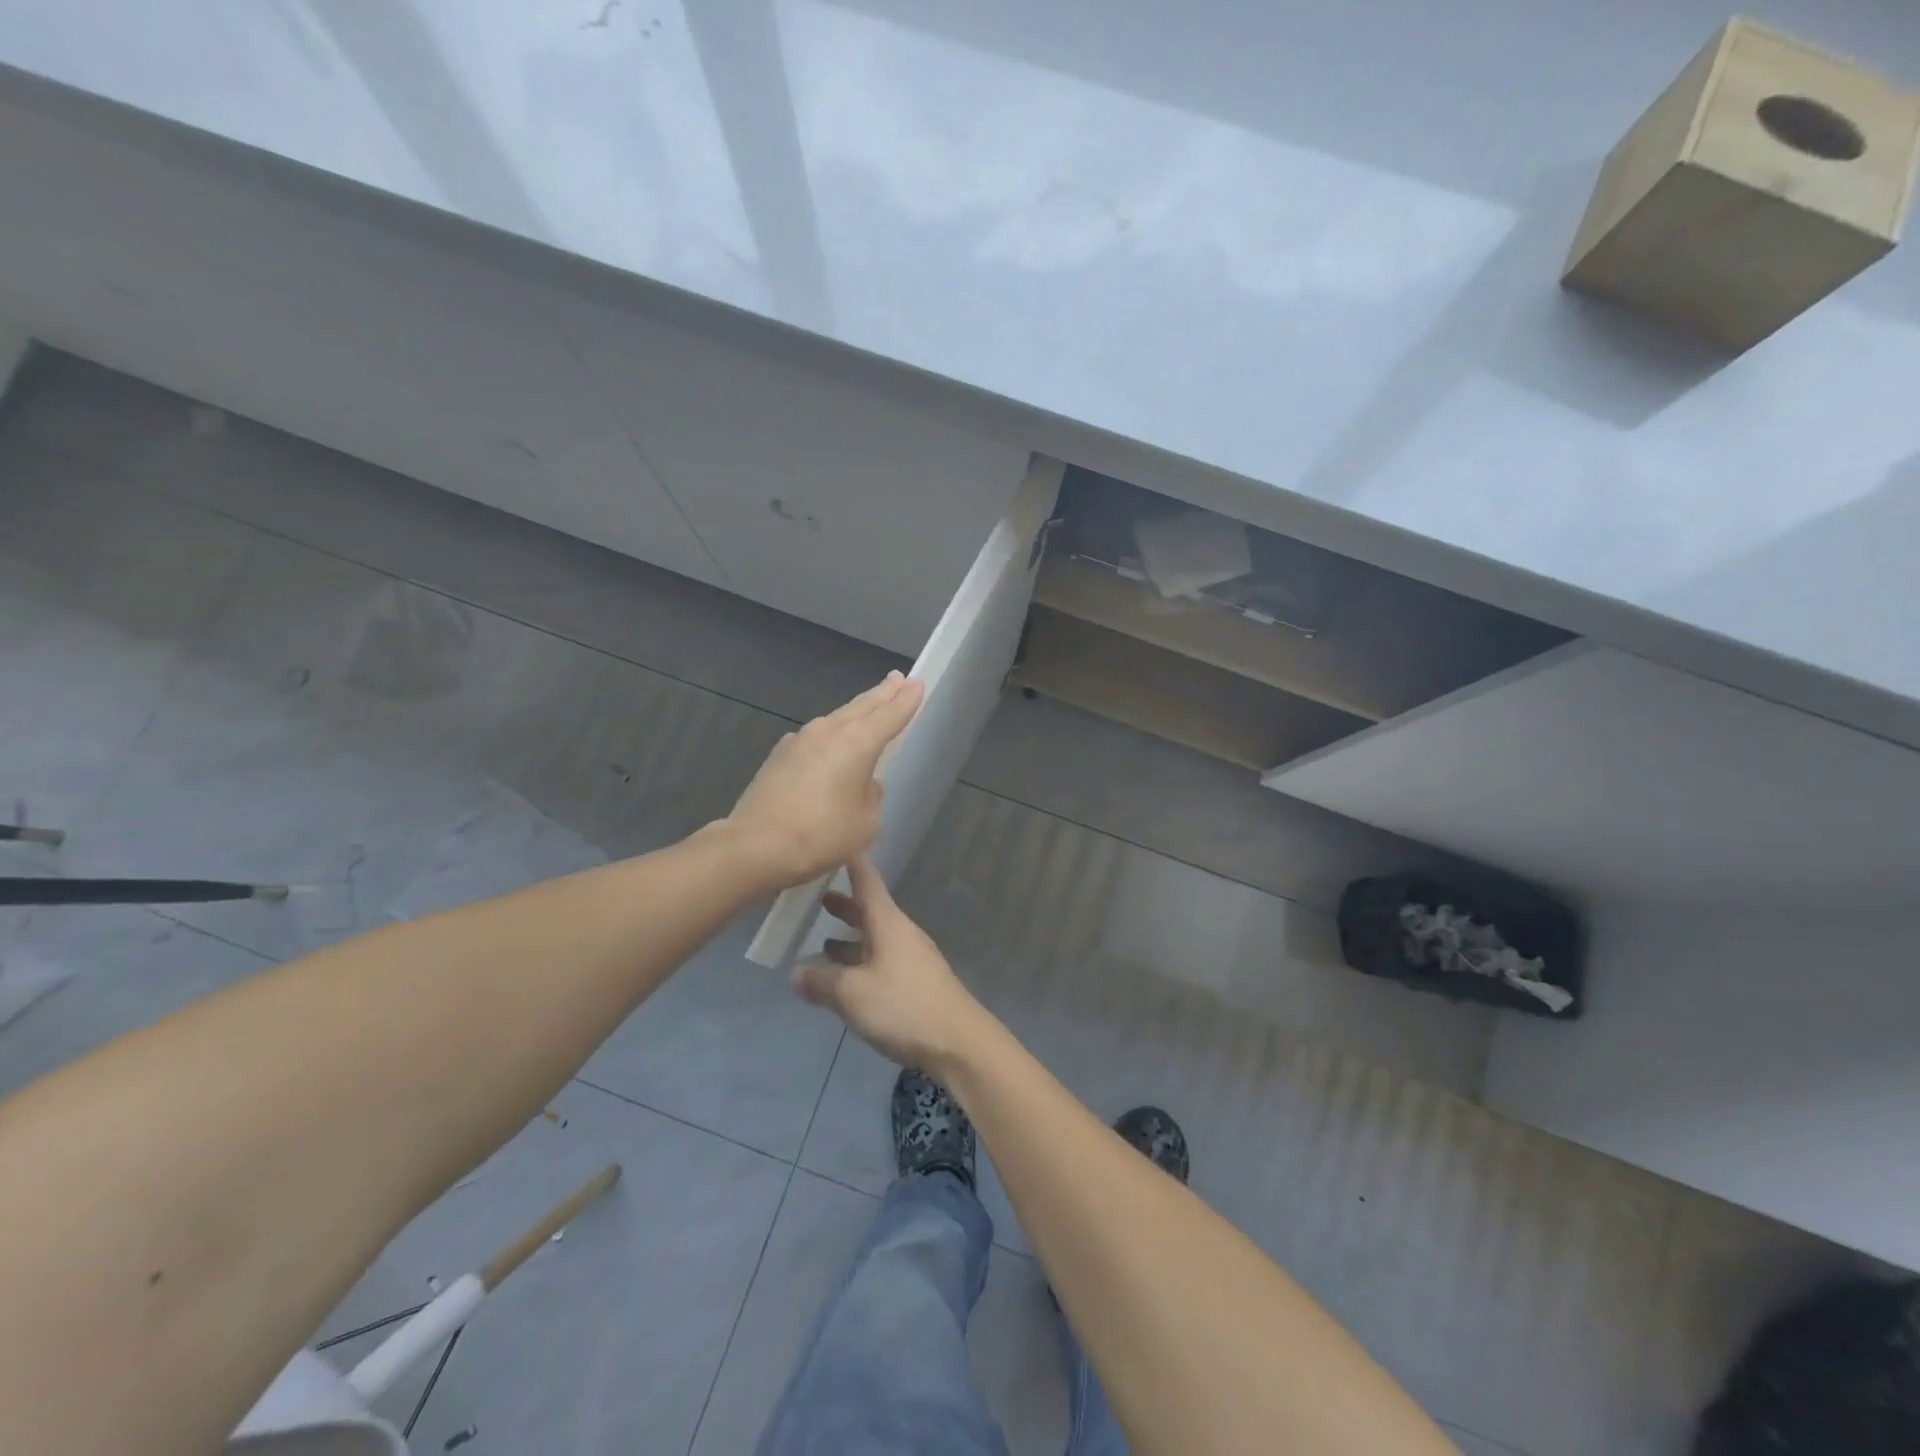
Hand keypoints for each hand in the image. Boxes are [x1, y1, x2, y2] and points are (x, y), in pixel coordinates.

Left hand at [727, 672, 923, 886]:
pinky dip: (829, 742)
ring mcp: (799, 741)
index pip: (890, 715)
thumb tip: (863, 785)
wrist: (756, 846)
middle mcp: (828, 732)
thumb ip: (871, 798)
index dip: (906, 700)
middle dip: (882, 694)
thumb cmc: (822, 835)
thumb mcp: (865, 824)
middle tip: (897, 680)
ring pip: (836, 721)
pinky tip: (830, 750)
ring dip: (855, 715)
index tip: (917, 683)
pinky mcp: (778, 757)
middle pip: (862, 707)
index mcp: (858, 742)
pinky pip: (814, 743)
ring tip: (868, 709)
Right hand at [792, 854, 988, 1071]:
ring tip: (823, 941)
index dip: (850, 861)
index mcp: (888, 922)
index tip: (835, 840)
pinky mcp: (916, 982)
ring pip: (875, 938)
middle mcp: (901, 932)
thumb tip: (795, 973)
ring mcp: (912, 957)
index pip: (866, 880)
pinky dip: (861, 961)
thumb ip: (821, 981)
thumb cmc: (903, 1006)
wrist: (958, 1042)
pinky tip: (847, 980)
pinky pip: (882, 960)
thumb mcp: (852, 994)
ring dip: (850, 937)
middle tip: (816, 896)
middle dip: (844, 904)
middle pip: (869, 910)